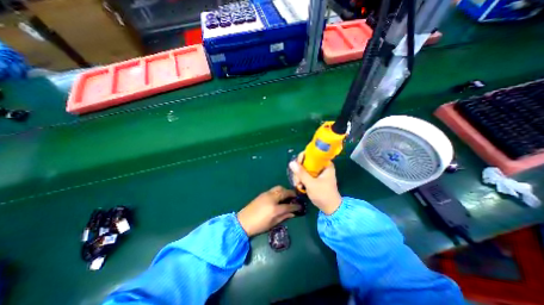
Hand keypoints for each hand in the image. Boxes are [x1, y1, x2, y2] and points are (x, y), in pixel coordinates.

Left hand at [236, 184, 299, 237]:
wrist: (243, 221)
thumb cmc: (259, 225)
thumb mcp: (273, 223)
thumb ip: (284, 217)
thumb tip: (293, 213)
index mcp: (275, 208)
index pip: (289, 205)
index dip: (296, 206)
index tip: (300, 207)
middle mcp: (272, 198)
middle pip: (285, 192)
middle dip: (292, 194)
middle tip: (295, 198)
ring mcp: (267, 194)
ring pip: (279, 188)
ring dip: (285, 191)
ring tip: (288, 196)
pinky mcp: (263, 193)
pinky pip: (274, 189)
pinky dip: (279, 191)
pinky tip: (280, 196)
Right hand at [288, 155, 338, 213]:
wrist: (331, 208)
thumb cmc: (323, 195)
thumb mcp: (311, 184)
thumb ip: (301, 173)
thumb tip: (291, 162)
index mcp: (325, 164)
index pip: (311, 154)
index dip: (302, 158)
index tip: (296, 166)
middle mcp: (322, 166)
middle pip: (306, 161)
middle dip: (299, 170)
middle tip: (297, 180)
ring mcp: (318, 172)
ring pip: (304, 168)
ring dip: (299, 176)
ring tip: (298, 185)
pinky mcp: (315, 177)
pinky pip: (306, 174)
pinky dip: (302, 179)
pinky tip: (300, 186)